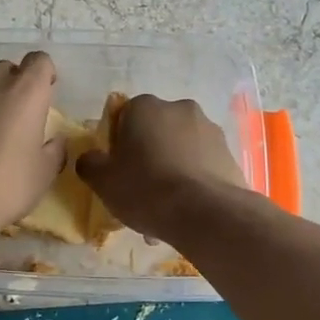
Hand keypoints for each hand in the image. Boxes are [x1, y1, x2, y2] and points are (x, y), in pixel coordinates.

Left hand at [0, 53, 64, 234]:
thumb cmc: (5, 186)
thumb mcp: (44, 174)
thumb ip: (54, 150)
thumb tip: (54, 141)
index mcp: (25, 91)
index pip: (40, 60)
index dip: (46, 74)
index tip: (48, 95)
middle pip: (9, 69)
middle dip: (18, 85)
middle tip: (22, 115)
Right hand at [76, 95, 247, 241]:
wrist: (206, 213)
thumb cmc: (146, 188)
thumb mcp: (103, 180)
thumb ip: (89, 163)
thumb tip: (90, 158)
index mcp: (145, 106)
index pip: (124, 117)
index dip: (119, 144)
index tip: (119, 170)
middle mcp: (179, 108)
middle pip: (155, 132)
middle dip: (148, 157)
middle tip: (141, 192)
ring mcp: (210, 129)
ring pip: (180, 150)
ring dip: (171, 171)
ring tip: (165, 211)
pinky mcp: (230, 153)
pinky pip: (202, 165)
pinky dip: (193, 182)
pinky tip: (186, 212)